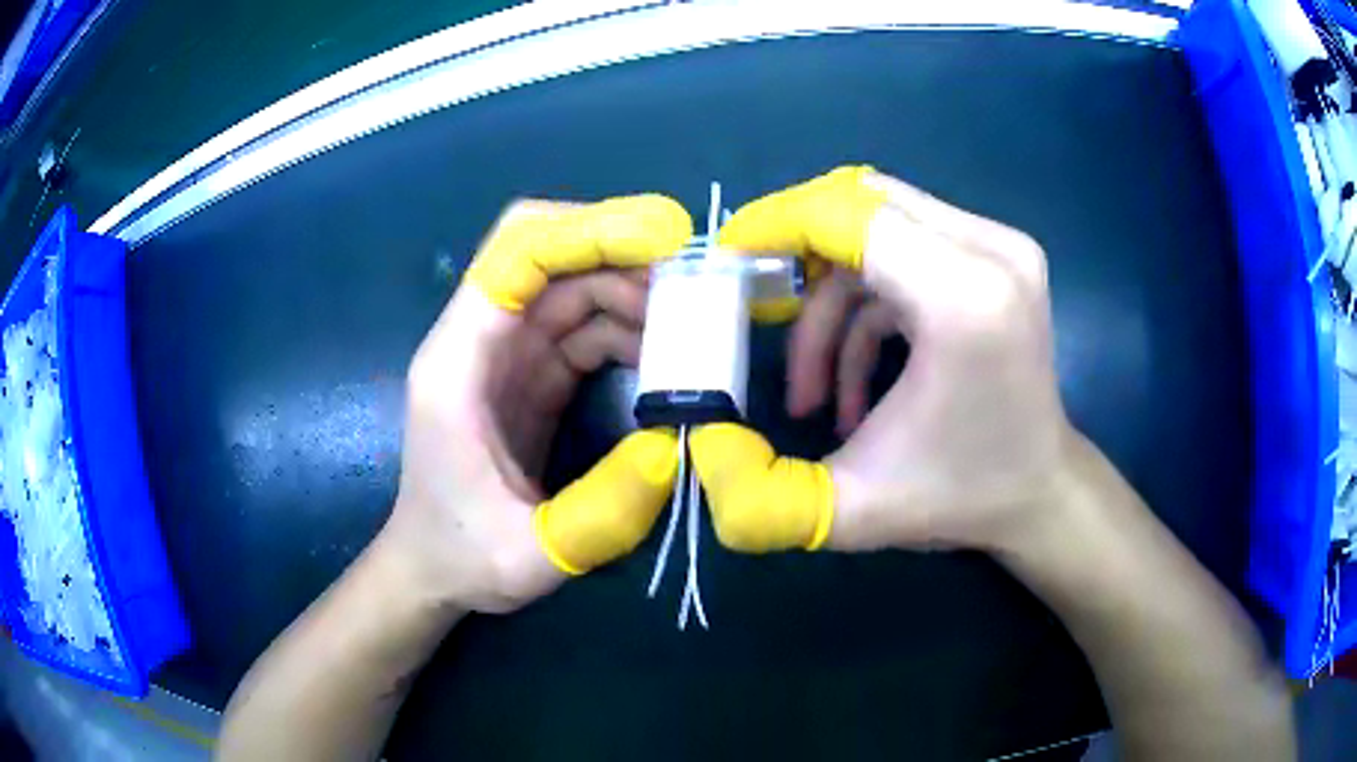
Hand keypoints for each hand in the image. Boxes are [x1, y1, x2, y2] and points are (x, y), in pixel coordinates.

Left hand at [383, 196, 692, 612]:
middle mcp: (477, 343)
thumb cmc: (463, 556)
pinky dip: (626, 328)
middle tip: (697, 283)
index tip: (664, 238)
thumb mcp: (531, 556)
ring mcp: (504, 356)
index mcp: (458, 364)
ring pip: (571, 288)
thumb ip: (603, 512)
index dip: (587, 230)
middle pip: (550, 257)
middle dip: (623, 254)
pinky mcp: (528, 376)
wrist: (433, 569)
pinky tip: (665, 356)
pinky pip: (581, 328)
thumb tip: (676, 445)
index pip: (516, 255)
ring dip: (632, 291)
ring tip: (691, 326)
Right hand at [690, 166, 1073, 553]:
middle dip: (800, 253)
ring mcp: (1003, 247)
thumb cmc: (959, 499)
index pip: (851, 213)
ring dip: (834, 300)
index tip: (728, 255)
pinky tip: (855, 381)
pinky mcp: (1001, 256)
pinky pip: (910, 251)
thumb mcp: (850, 509)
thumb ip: (760, 493)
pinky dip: (869, 305)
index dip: (778, 222)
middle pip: (863, 204)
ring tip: (814, 390)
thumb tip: (702, 444)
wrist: (1040, 494)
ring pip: (881, 229)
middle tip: (760, 308)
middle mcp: (991, 252)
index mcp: (964, 298)